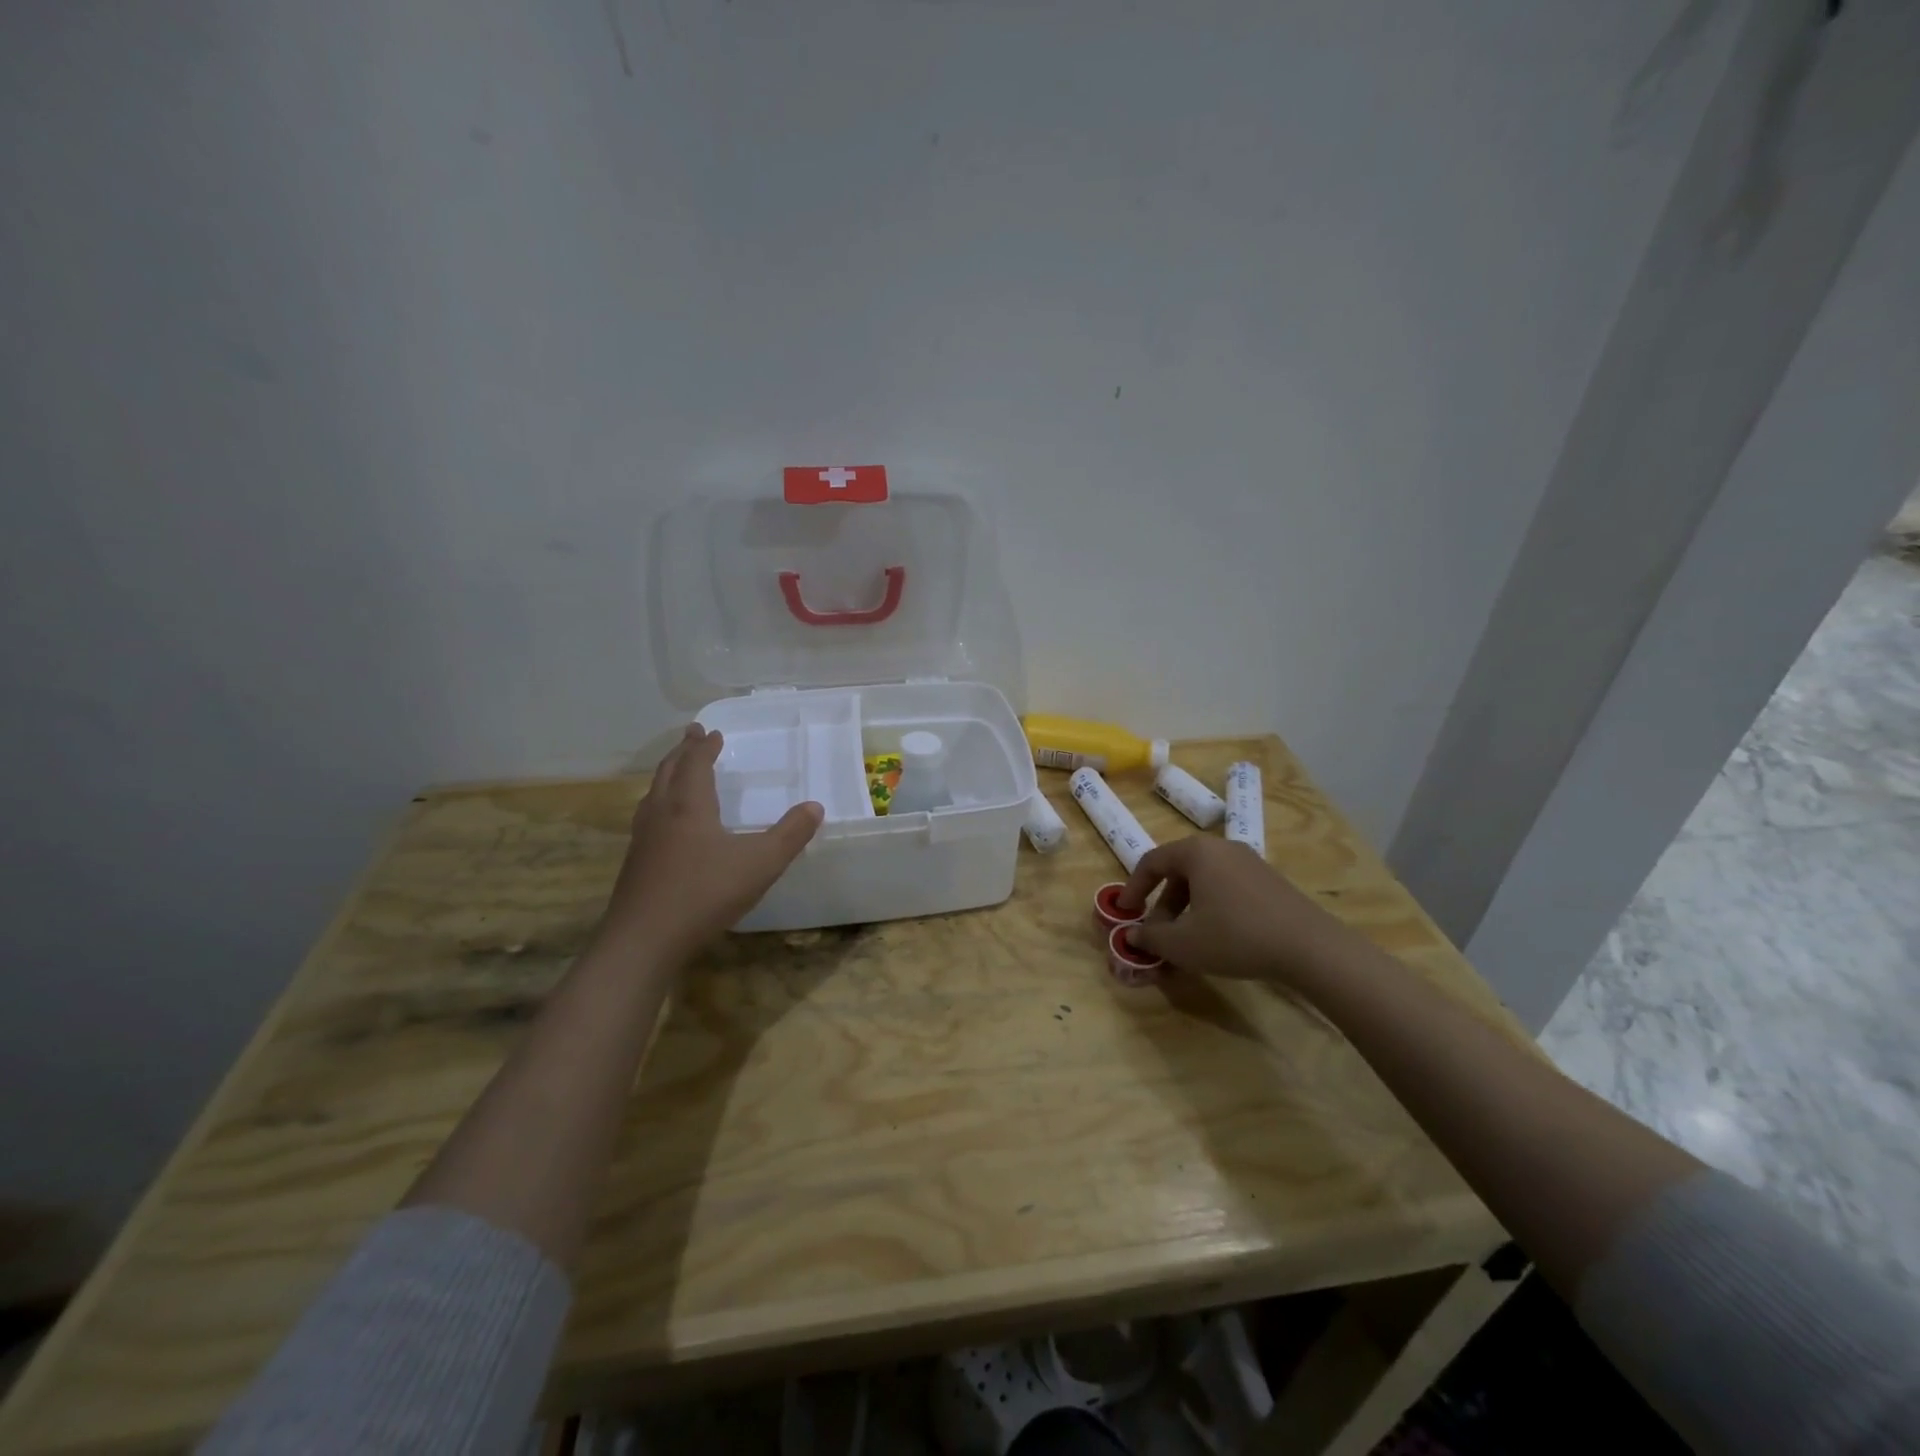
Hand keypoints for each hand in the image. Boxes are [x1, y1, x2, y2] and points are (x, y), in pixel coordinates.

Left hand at [599, 724, 822, 963]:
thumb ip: (790, 835)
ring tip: (676, 772)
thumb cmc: (704, 894)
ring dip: (667, 776)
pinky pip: (647, 818)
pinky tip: (666, 825)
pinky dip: (659, 804)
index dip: (704, 746)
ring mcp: (643, 840)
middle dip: (682, 752)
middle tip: (691, 736)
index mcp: (689, 805)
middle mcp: (661, 814)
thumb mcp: (760, 864)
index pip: (695, 764)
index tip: (711, 732)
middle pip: (668, 772)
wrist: (644, 940)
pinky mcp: (635, 865)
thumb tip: (815, 807)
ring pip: (653, 795)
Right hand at [1116, 836, 1357, 987]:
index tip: (1124, 913)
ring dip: (1186, 910)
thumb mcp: (1183, 944)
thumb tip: (1132, 935)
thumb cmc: (1235, 937)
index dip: (1133, 888)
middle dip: (1162, 905)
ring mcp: (1249, 862)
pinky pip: (1227, 889)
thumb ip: (1151, 938)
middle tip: (1157, 934)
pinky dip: (1211, 909)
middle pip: (1179, 872)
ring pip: (1204, 882)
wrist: (1310, 947)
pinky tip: (1217, 940)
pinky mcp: (1270, 881)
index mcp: (1196, 853)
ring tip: (1186, 942)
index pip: (1151, 862)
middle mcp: (1222, 848)